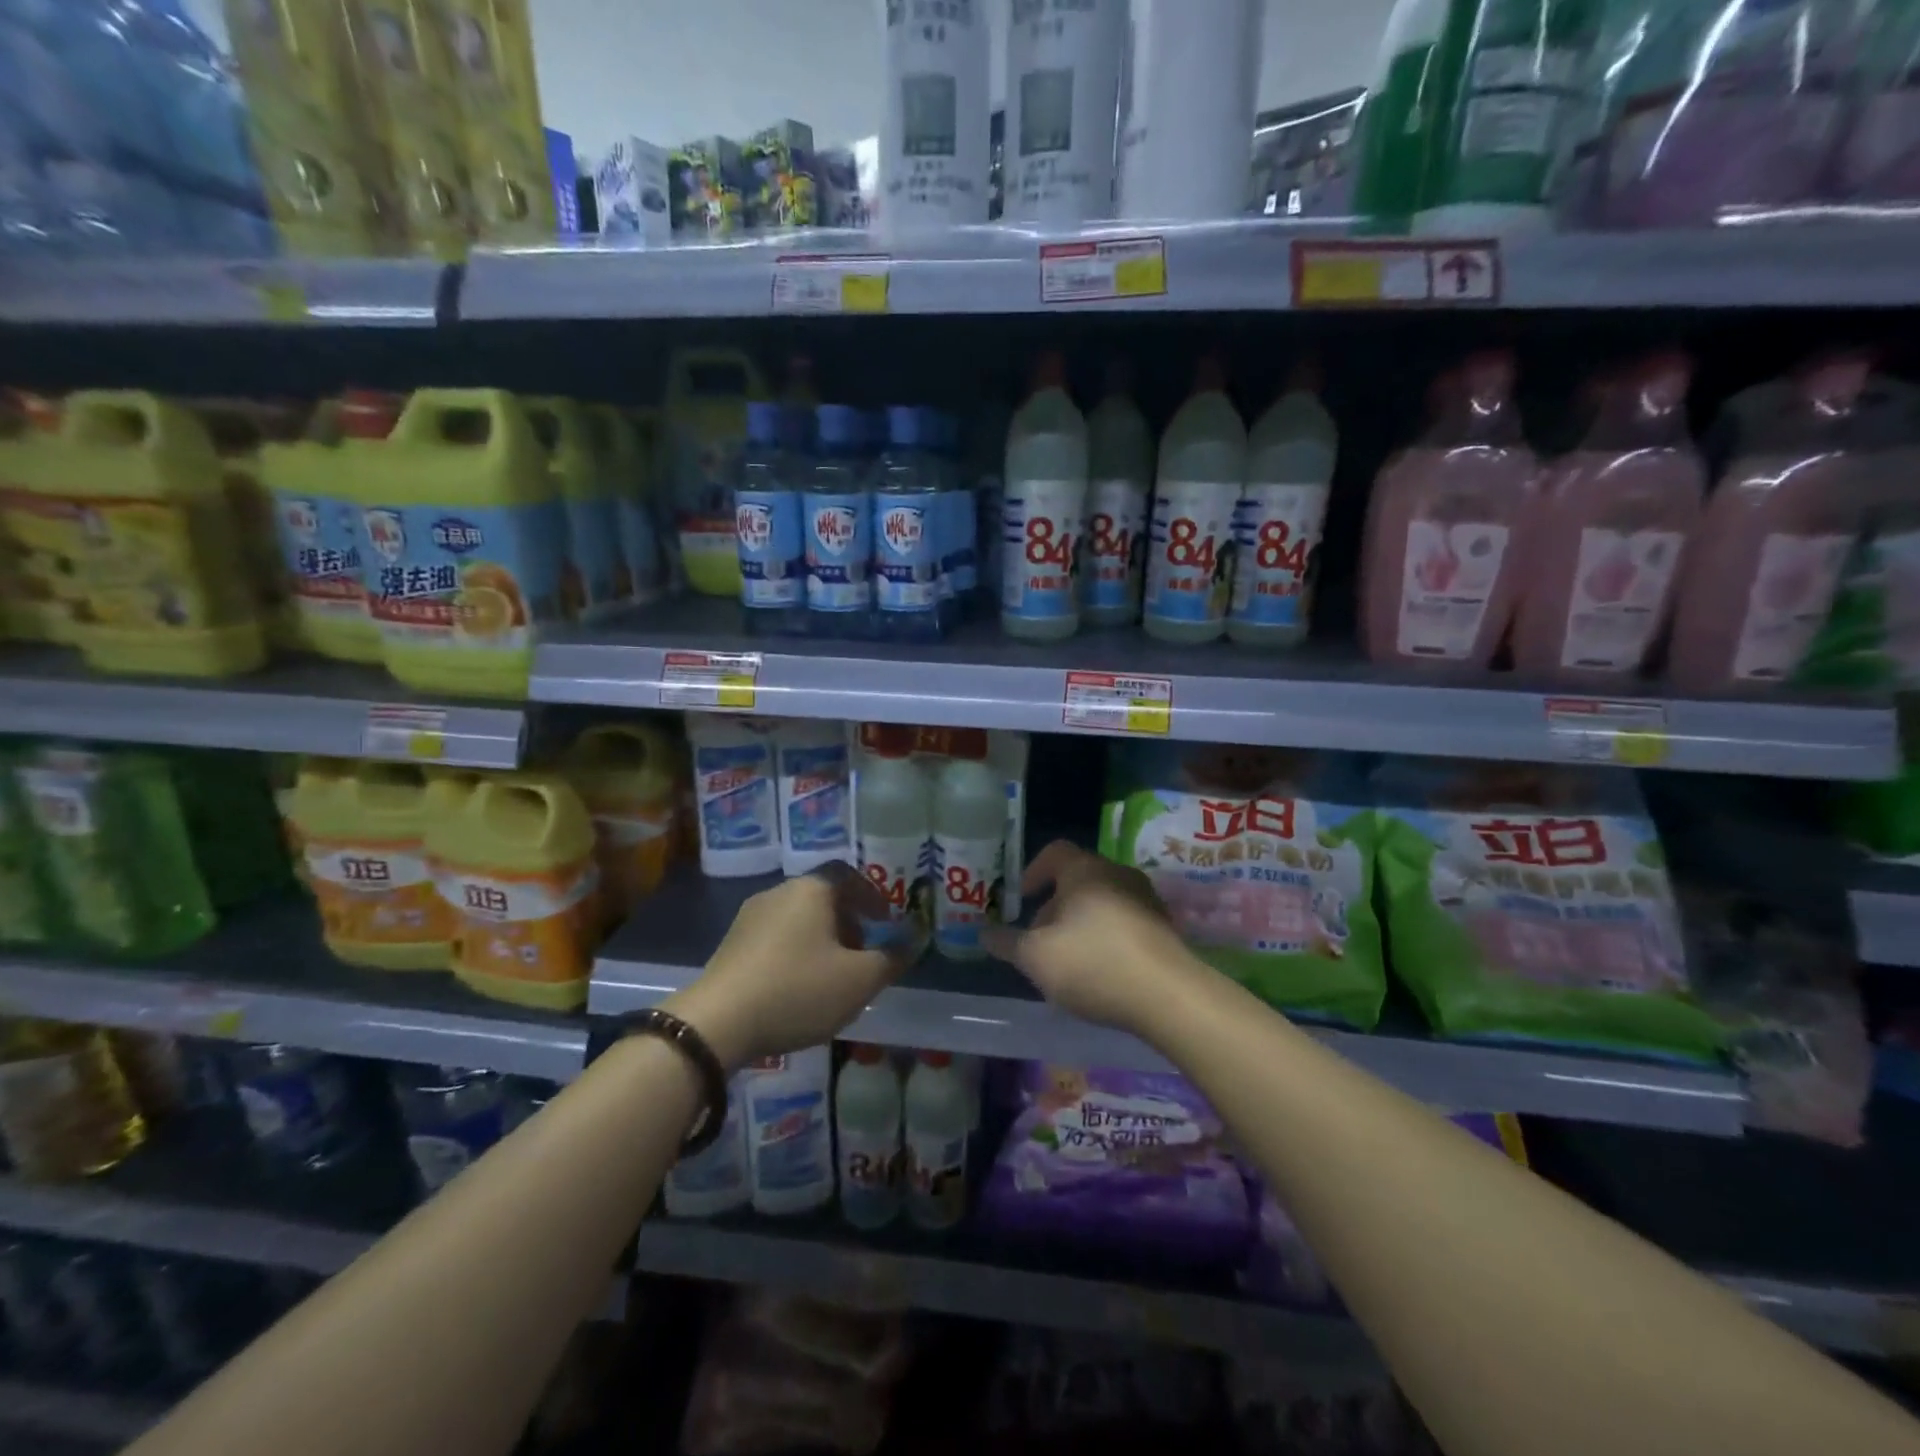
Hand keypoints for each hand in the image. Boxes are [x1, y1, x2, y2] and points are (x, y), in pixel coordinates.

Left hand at [669, 865, 905, 1067]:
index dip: (872, 897)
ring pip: (799, 920)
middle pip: (824, 898)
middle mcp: (779, 892)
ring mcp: (750, 917)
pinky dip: (796, 955)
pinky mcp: (731, 945)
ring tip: (833, 979)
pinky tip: (798, 989)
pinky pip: (776, 939)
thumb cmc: (798, 990)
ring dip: (823, 942)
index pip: (849, 875)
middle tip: (864, 957)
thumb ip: (891, 958)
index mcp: (812, 889)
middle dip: (849, 924)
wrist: (717, 1023)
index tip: (885, 924)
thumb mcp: (858, 980)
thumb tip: (914, 938)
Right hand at [982, 841, 1204, 1037]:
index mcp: (1085, 870)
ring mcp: (1146, 901)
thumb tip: (984, 934)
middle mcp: (1118, 874)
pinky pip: (1125, 923)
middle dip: (1054, 907)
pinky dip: (1106, 938)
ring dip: (1080, 924)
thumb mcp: (1036, 957)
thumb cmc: (1093, 963)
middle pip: (1078, 880)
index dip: (1033, 871)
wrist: (1169, 996)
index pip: (1054, 852)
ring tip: (1068, 961)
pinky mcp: (1165, 929)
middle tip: (1039, 939)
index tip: (1021, 898)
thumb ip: (1008, 944)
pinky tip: (1100, 972)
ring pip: (1102, 903)